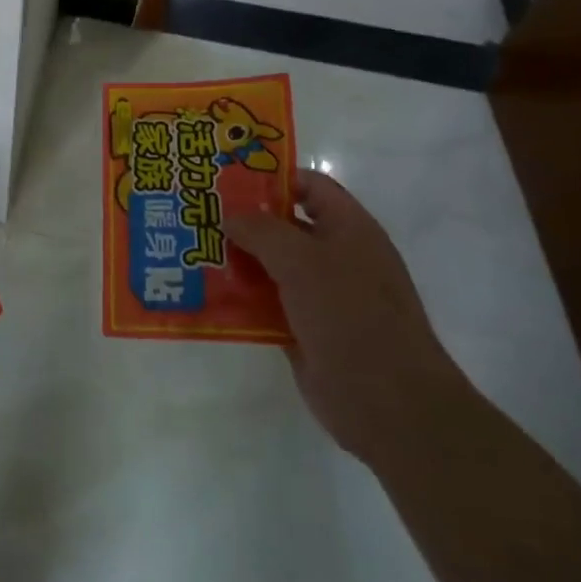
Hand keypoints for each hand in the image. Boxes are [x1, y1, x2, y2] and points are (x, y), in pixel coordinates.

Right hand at [226, 169, 467, 465]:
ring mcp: (321, 296)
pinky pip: (267, 304)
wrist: (389, 404)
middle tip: (197, 213)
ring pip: (271, 266)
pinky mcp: (305, 330)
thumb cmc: (350, 315)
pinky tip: (206, 294)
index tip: (226, 179)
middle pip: (284, 225)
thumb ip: (262, 230)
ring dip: (236, 260)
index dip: (271, 177)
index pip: (308, 186)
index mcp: (349, 228)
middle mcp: (336, 256)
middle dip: (243, 220)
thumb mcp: (302, 260)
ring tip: (192, 250)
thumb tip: (229, 215)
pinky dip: (240, 298)